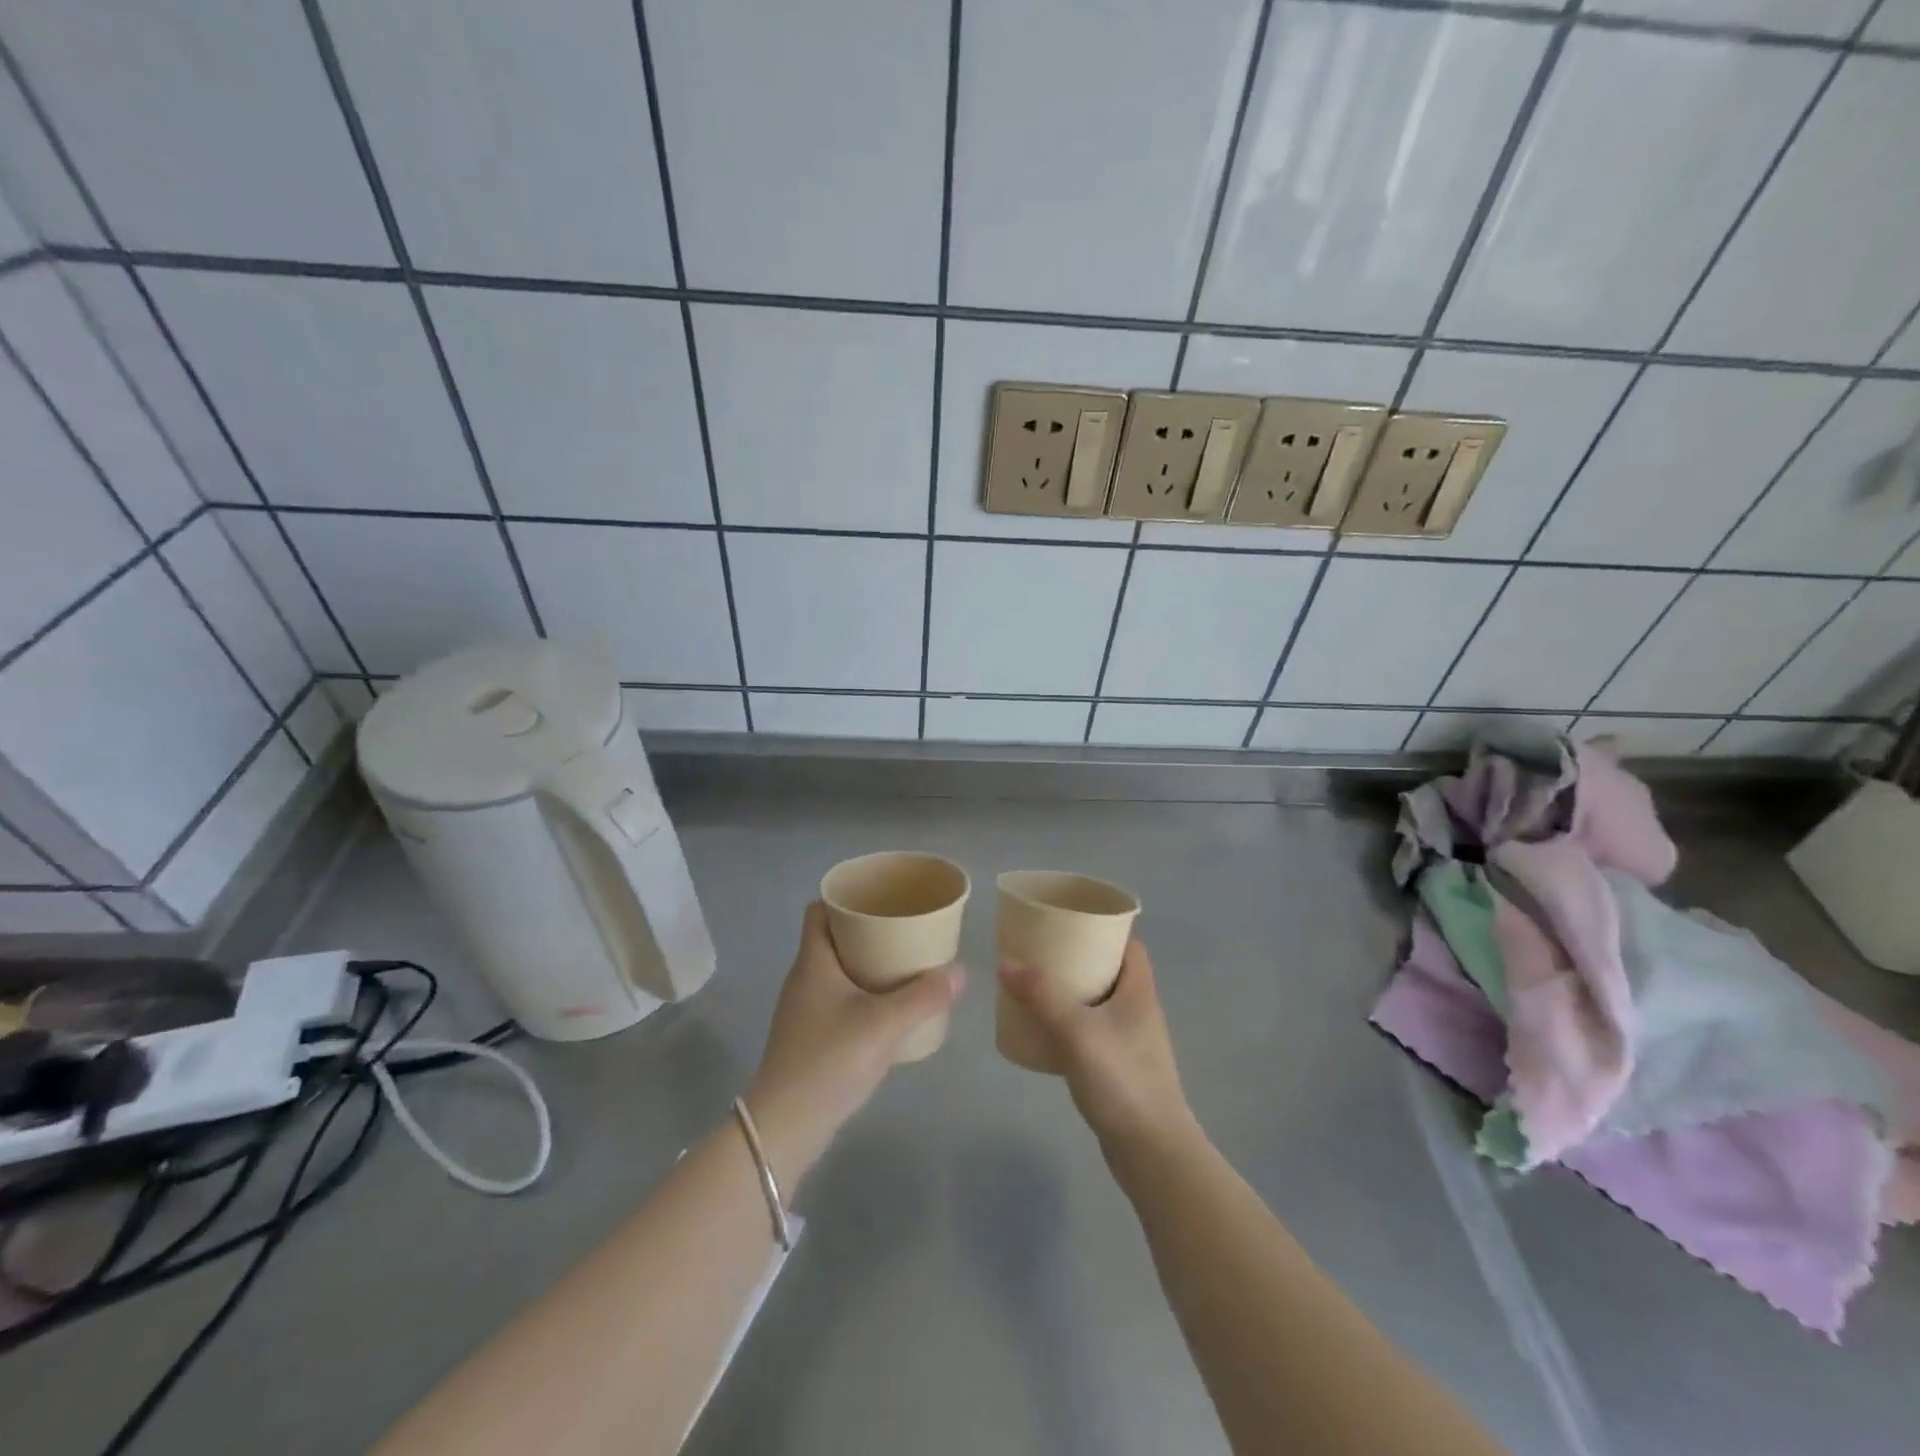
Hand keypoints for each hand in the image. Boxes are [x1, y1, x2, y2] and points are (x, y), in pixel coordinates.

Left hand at [746, 902, 964, 1192]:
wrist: (785, 1128)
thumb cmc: (830, 1060)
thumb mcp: (884, 1024)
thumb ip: (924, 996)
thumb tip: (961, 971)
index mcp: (813, 962)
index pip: (818, 910)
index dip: (844, 899)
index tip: (879, 898)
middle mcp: (803, 979)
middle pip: (832, 938)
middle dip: (866, 931)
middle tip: (903, 930)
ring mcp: (803, 1011)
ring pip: (836, 971)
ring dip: (866, 964)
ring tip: (903, 965)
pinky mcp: (809, 1038)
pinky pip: (837, 999)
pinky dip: (861, 994)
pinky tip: (888, 1009)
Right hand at [997, 941, 1193, 1156]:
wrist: (1151, 1151)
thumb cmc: (1121, 1080)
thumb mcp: (1076, 1030)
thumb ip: (1041, 995)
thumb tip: (1006, 963)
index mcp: (1139, 991)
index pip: (1129, 944)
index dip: (1103, 929)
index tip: (1069, 922)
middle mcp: (1140, 1010)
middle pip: (1110, 971)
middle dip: (1078, 959)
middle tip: (1041, 954)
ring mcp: (1132, 1042)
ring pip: (1100, 1003)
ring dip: (1072, 993)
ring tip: (1036, 988)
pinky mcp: (1121, 1069)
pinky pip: (1093, 1032)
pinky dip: (1071, 1025)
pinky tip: (1045, 1033)